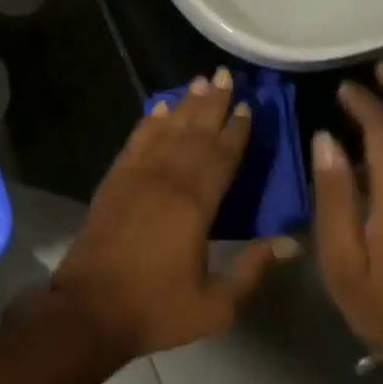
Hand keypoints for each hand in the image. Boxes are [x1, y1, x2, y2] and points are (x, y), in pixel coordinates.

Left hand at [51, 68, 298, 362]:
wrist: (90, 309)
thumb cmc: (156, 308)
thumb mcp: (216, 305)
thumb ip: (253, 269)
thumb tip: (292, 241)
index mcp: (195, 204)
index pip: (222, 156)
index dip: (236, 130)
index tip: (248, 105)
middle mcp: (167, 178)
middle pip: (195, 131)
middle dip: (213, 103)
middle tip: (225, 74)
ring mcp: (137, 175)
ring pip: (167, 129)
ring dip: (185, 104)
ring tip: (199, 81)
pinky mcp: (115, 179)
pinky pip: (137, 140)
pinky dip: (149, 122)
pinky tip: (159, 108)